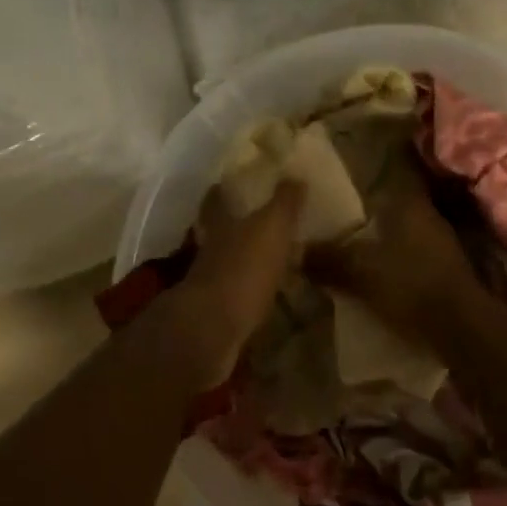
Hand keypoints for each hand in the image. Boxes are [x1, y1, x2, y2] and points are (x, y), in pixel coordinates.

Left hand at [174, 179, 304, 378]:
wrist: (212, 330)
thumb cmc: (243, 269)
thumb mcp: (271, 228)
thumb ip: (284, 203)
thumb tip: (295, 175)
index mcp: (220, 225)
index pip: (216, 201)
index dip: (221, 191)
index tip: (226, 183)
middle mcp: (211, 250)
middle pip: (220, 233)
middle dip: (236, 227)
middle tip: (258, 222)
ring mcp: (211, 284)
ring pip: (229, 264)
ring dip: (245, 261)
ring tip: (271, 260)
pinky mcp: (219, 314)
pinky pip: (239, 295)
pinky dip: (251, 292)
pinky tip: (268, 295)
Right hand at [305, 168, 483, 344]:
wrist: (461, 329)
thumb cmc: (410, 286)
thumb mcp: (360, 272)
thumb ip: (329, 259)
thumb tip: (297, 250)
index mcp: (410, 205)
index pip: (387, 176)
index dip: (364, 180)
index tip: (340, 187)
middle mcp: (428, 217)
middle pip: (390, 209)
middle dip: (365, 218)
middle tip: (335, 227)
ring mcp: (441, 245)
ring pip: (400, 235)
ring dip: (380, 243)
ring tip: (350, 255)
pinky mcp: (445, 271)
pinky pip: (410, 258)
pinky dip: (393, 263)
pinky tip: (375, 277)